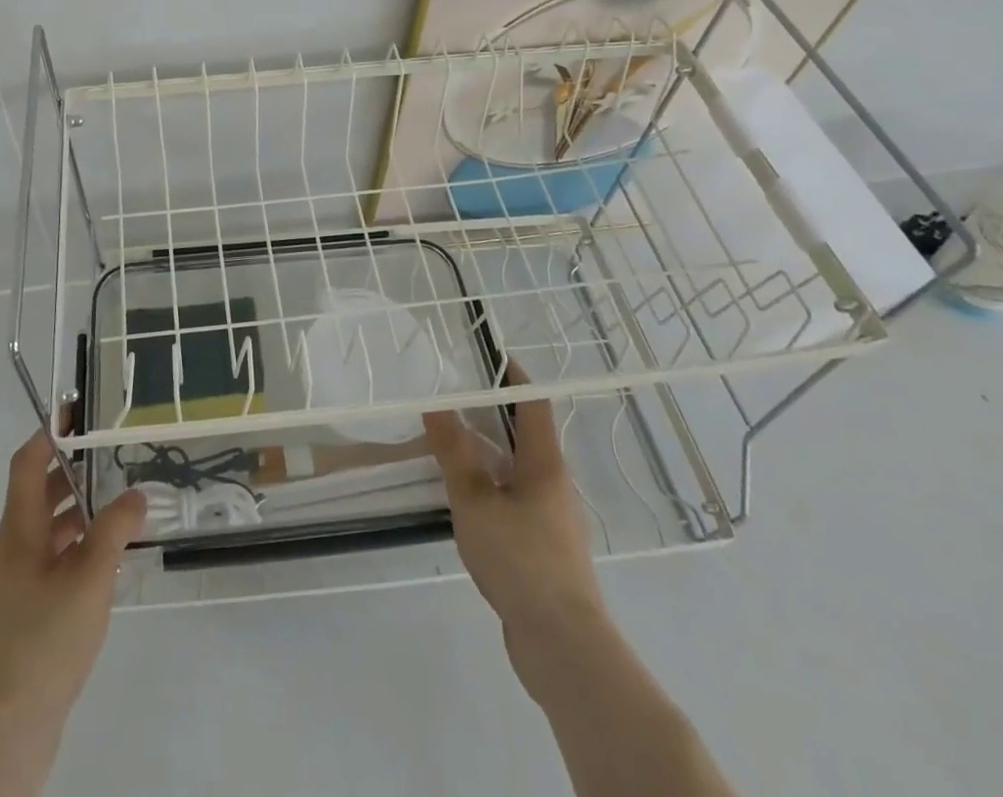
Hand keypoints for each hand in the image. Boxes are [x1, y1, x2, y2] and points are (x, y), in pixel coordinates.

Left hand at [0, 432, 145, 795]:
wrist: (4, 729)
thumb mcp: (89, 579)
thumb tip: (135, 495)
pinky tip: (103, 567)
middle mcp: (9, 552)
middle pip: (36, 497)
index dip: (48, 434)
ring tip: (116, 511)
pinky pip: (48, 565)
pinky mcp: (20, 617)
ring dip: (76, 516)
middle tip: (109, 460)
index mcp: (17, 533)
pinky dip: (73, 552)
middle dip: (71, 475)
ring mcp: (12, 587)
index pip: (26, 466)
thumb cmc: (45, 641)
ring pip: (45, 534)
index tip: (74, 411)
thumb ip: (114, 530)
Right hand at [422, 365, 603, 679]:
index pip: (534, 404)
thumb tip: (439, 404)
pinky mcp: (544, 549)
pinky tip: (465, 500)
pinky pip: (515, 500)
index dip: (514, 378)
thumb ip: (455, 453)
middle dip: (493, 413)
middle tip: (453, 398)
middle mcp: (554, 484)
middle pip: (526, 435)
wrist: (562, 645)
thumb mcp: (476, 501)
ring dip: (489, 452)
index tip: (488, 357)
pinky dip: (491, 486)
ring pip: (518, 470)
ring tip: (450, 444)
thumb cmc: (521, 559)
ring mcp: (552, 519)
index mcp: (545, 464)